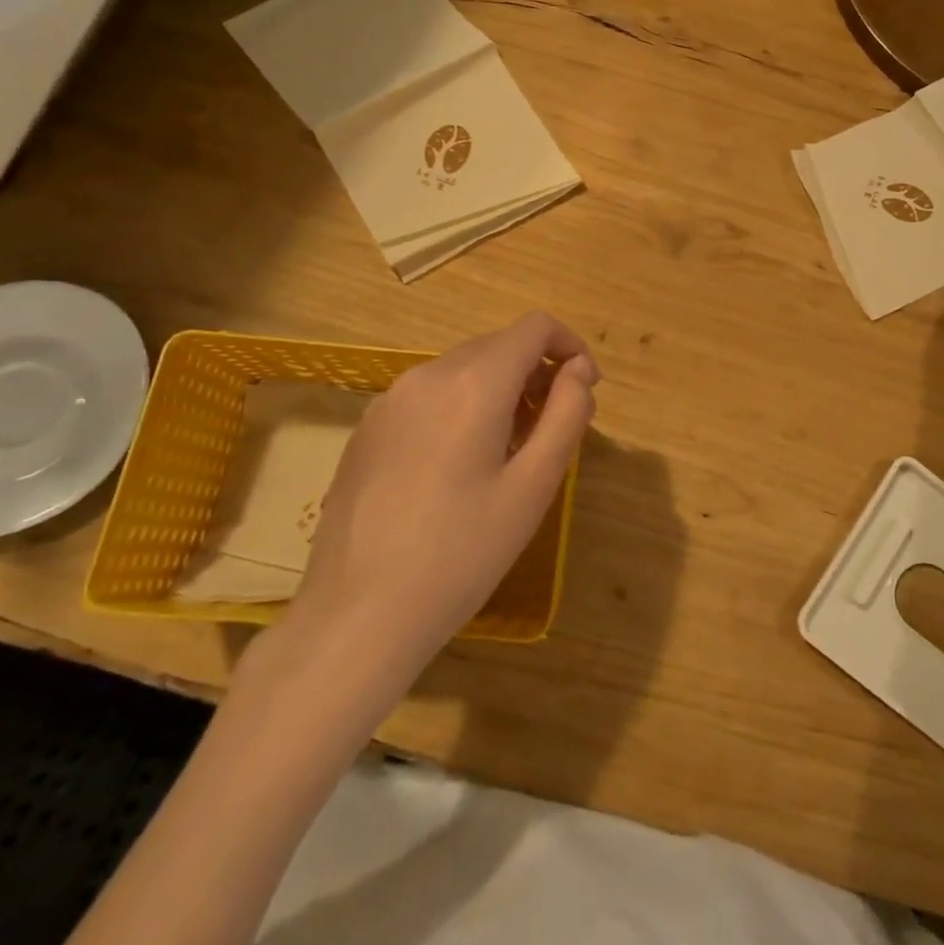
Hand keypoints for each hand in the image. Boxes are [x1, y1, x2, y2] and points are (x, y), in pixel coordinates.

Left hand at [283, 312, 598, 703]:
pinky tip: (458, 467)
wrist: (358, 616)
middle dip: (536, 372)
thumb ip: (567, 414)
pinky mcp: (367, 429)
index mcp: (472, 383)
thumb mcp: (534, 485)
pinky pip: (428, 395)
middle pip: (497, 346)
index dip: (569, 346)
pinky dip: (461, 407)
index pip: (534, 328)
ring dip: (499, 391)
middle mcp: (426, 375)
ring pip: (462, 370)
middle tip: (552, 430)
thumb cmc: (462, 553)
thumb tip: (579, 370)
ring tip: (509, 452)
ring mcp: (388, 401)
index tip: (585, 389)